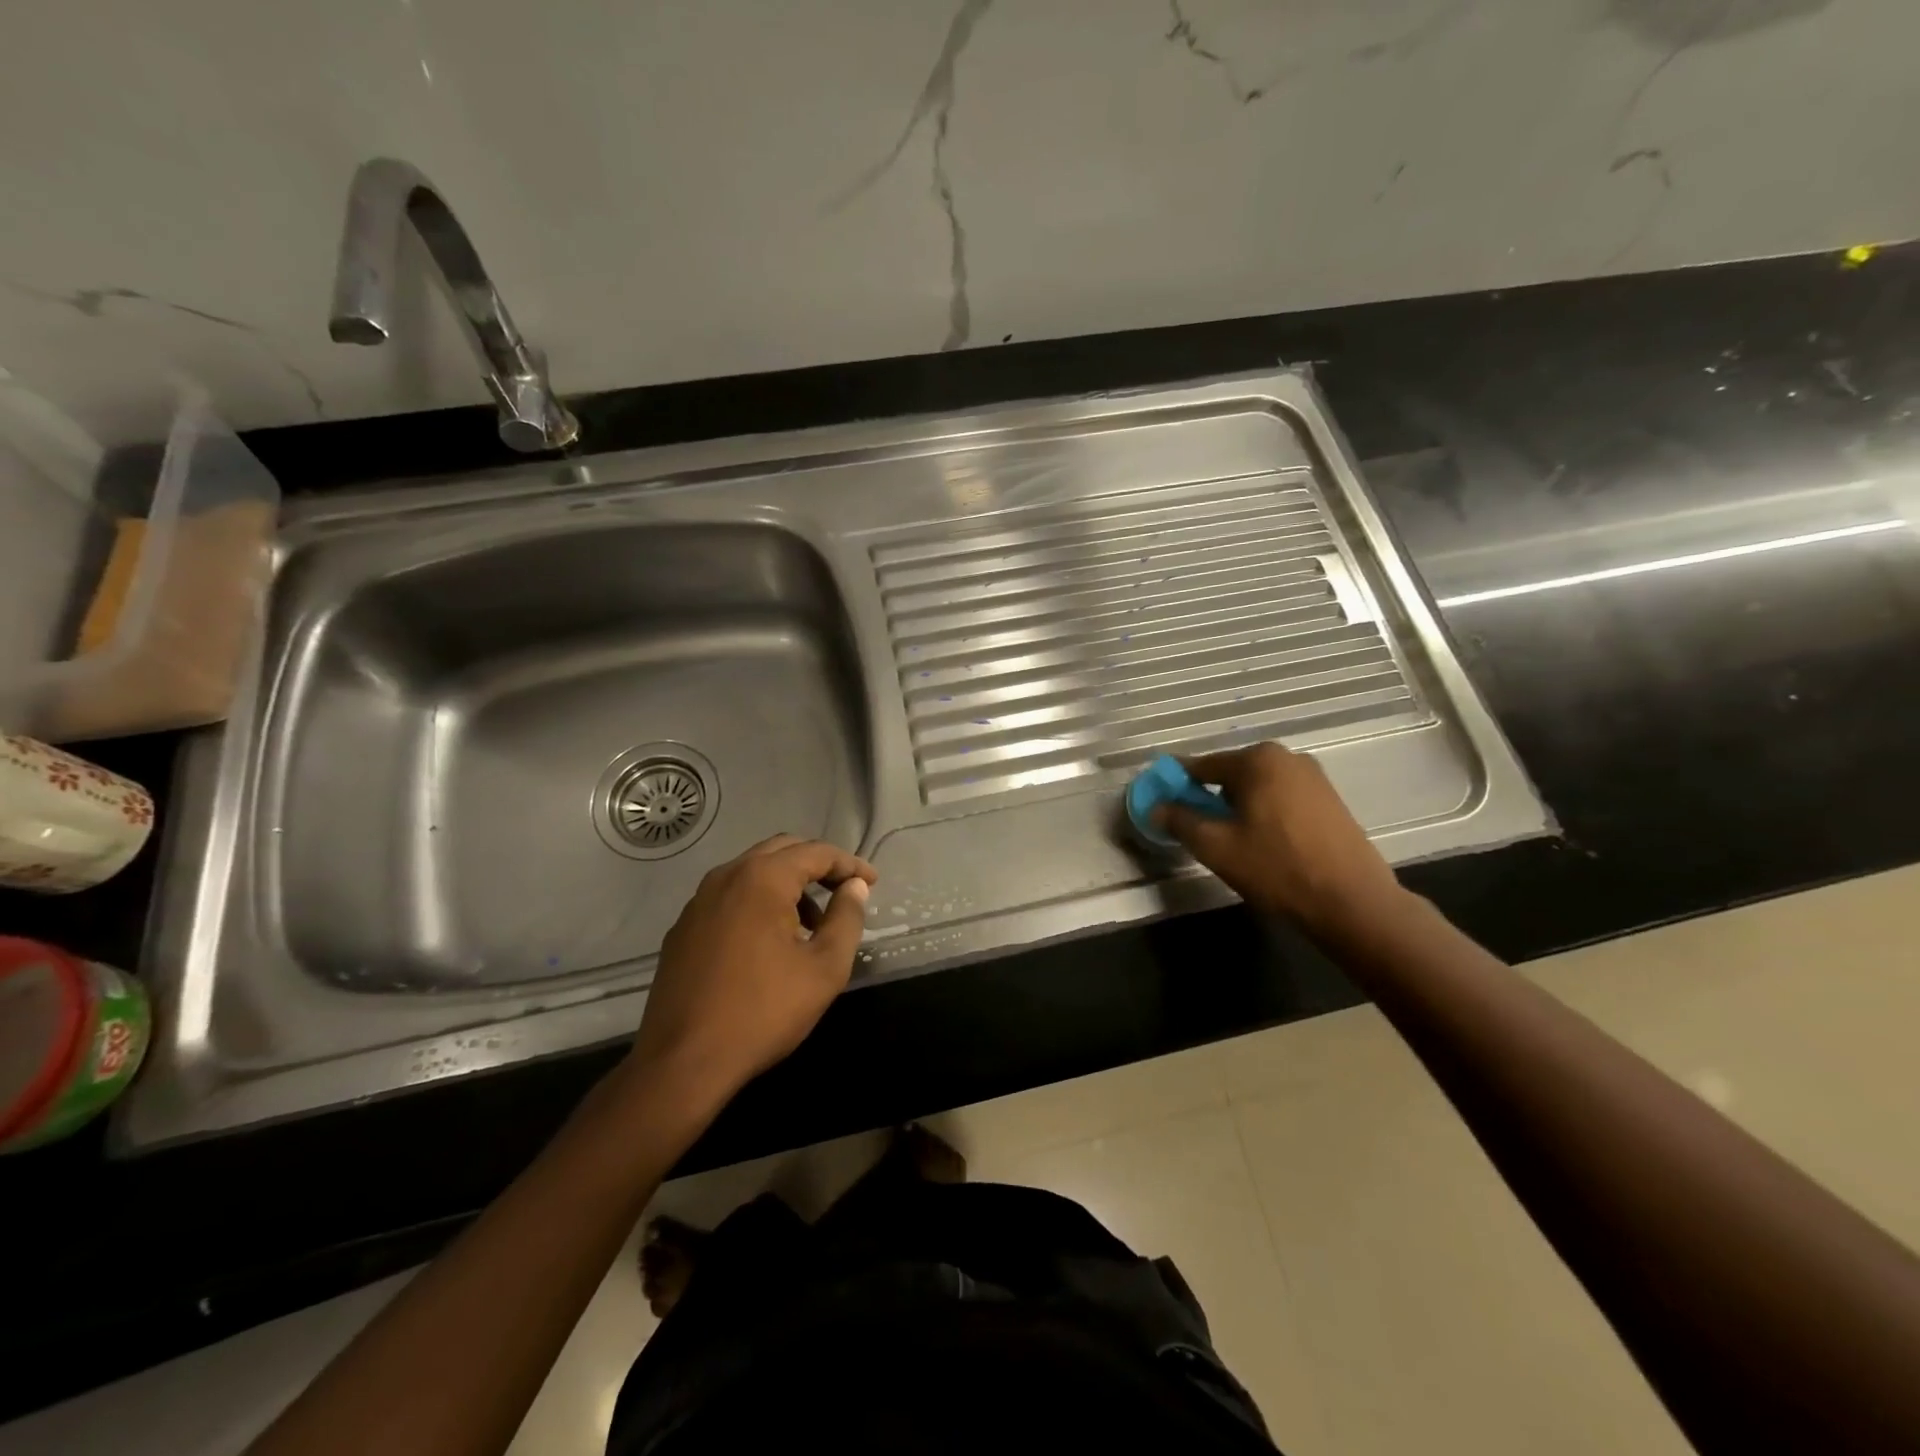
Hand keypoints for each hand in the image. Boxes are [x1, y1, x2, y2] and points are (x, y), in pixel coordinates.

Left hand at [630, 834, 876, 1100]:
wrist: (682, 1062)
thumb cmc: (763, 1012)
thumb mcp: (824, 968)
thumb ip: (846, 919)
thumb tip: (855, 887)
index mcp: (762, 879)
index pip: (815, 852)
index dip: (849, 863)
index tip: (872, 882)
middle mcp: (726, 877)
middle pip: (781, 851)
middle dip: (817, 866)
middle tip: (845, 891)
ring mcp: (698, 901)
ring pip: (753, 872)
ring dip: (788, 884)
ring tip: (812, 924)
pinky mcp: (683, 928)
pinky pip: (730, 897)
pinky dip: (759, 902)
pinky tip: (770, 942)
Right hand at [1155, 742, 1405, 936]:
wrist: (1352, 903)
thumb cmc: (1277, 868)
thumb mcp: (1215, 847)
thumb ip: (1179, 821)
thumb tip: (1156, 807)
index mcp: (1257, 759)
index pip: (1200, 766)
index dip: (1177, 786)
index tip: (1162, 806)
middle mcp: (1286, 757)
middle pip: (1230, 774)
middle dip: (1209, 798)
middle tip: (1199, 832)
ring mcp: (1313, 777)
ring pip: (1257, 788)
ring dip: (1238, 808)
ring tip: (1232, 842)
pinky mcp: (1330, 800)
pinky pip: (1281, 799)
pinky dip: (1264, 814)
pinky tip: (1264, 844)